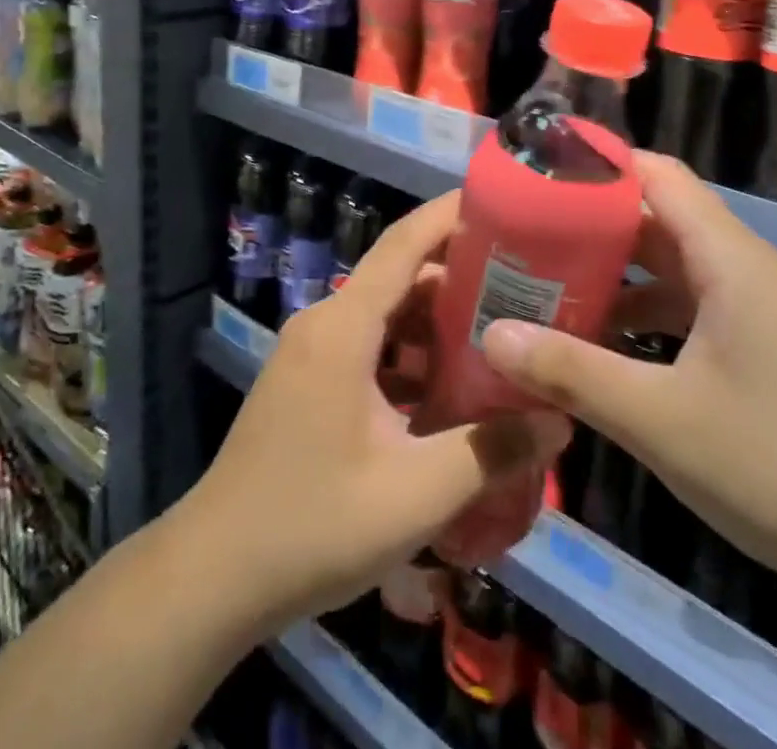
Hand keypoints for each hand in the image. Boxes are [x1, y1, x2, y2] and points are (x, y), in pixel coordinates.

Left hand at [179, 193, 568, 634]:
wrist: (216, 573)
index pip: (403, 244)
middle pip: (400, 278)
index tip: (502, 202)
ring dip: (437, 324)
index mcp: (344, 327)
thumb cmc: (313, 524)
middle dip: (460, 278)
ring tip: (499, 338)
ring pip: (386, 316)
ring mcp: (312, 352)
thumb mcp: (414, 494)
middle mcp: (325, 323)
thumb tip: (559, 421)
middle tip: (525, 289)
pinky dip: (410, 355)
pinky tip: (450, 391)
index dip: (450, 216)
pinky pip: (369, 346)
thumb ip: (490, 453)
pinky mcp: (309, 381)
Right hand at [481, 151, 776, 601]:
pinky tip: (609, 350)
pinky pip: (694, 308)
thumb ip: (573, 373)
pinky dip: (647, 314)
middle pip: (659, 218)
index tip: (537, 172)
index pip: (656, 174)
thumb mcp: (662, 421)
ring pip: (674, 268)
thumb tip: (491, 336)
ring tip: (552, 289)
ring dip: (617, 274)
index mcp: (728, 259)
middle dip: (591, 223)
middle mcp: (746, 270)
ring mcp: (762, 311)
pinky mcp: (770, 350)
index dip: (598, 163)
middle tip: (525, 236)